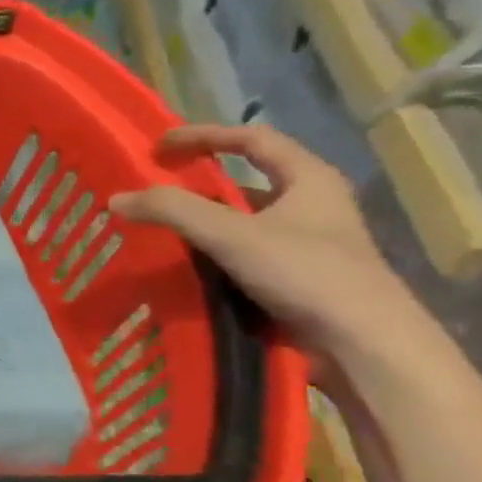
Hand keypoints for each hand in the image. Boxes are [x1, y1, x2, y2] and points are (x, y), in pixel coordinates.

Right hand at [109, 124, 419, 358]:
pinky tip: (184, 267)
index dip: (205, 135)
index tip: (160, 145)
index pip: (253, 139)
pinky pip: (243, 255)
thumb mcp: (232, 235)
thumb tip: (117, 197)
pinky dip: (212, 255)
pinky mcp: (297, 279)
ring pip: (243, 222)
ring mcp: (306, 245)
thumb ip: (173, 211)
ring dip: (203, 223)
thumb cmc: (307, 274)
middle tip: (154, 189)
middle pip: (246, 182)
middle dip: (198, 184)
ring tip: (159, 230)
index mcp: (310, 179)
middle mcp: (312, 205)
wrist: (364, 346)